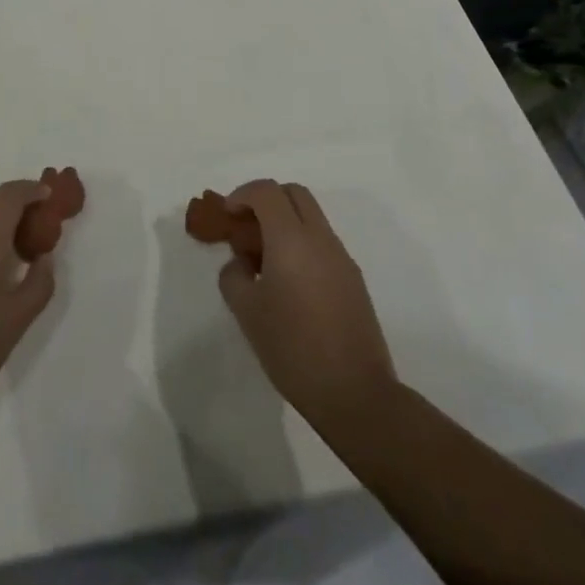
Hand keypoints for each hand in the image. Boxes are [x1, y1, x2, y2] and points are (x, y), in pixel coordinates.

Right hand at [217, 180, 399, 431]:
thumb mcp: (246, 312)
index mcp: (291, 238)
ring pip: (311, 217)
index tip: (228, 217)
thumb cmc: (293, 348)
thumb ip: (234, 275)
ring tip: (264, 261)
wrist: (355, 394)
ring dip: (285, 223)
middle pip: (293, 193)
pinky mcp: (354, 279)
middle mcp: (320, 238)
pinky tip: (289, 283)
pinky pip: (322, 243)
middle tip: (247, 229)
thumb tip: (241, 263)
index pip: (266, 191)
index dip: (242, 194)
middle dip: (266, 201)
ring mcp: (341, 258)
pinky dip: (301, 244)